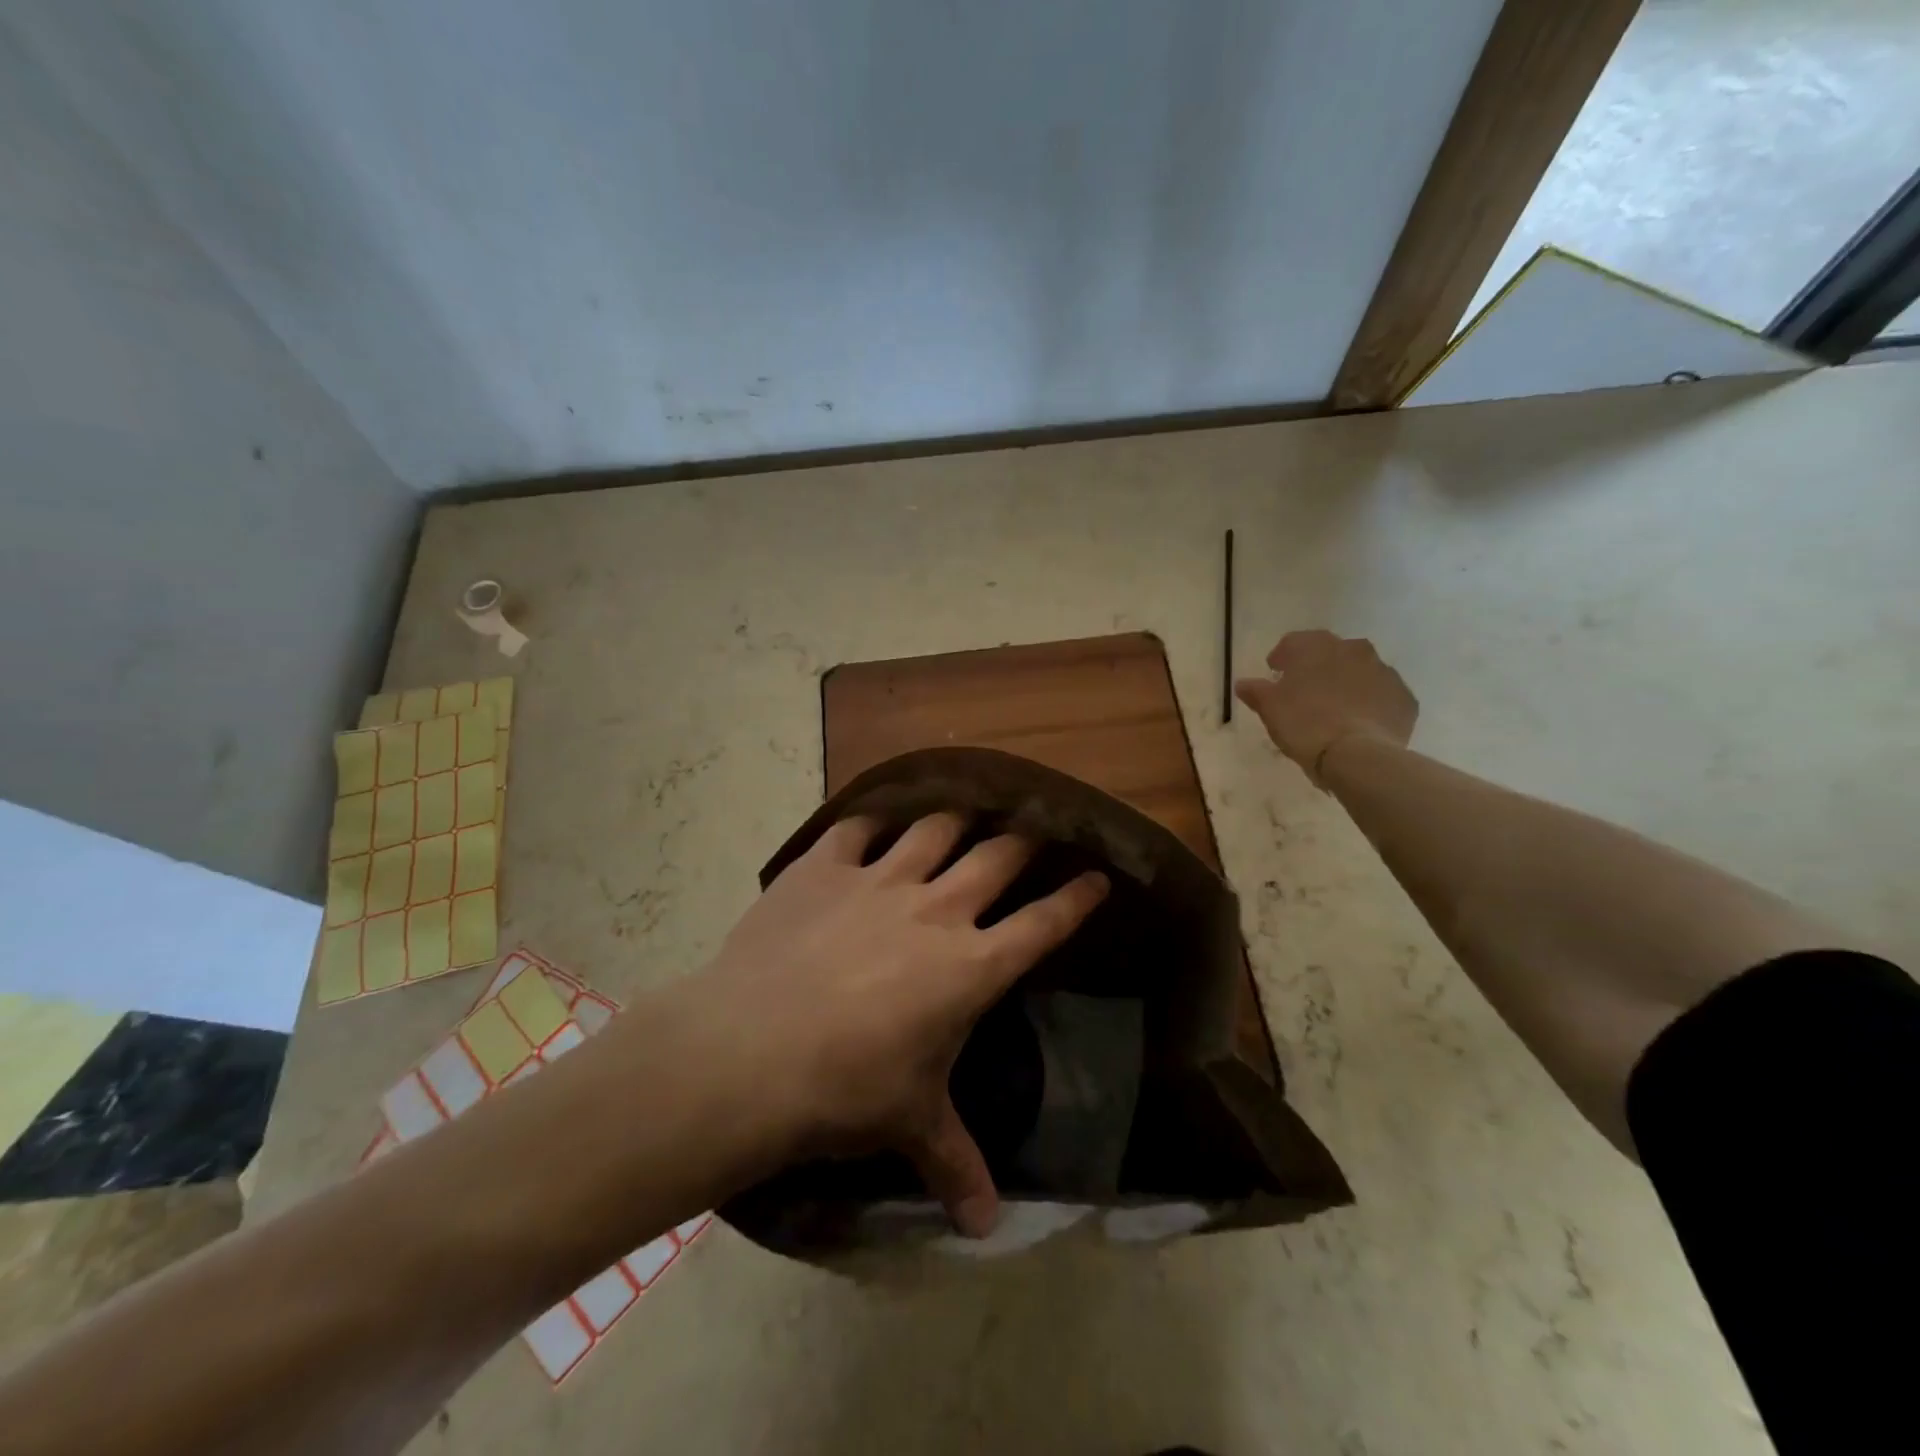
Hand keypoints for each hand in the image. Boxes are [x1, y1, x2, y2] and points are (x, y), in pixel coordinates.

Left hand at [698, 813, 1107, 1235]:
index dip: (1076, 899)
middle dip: (1025, 842)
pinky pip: (855, 829)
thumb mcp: (911, 1123)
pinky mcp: (823, 868)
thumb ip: (955, 1164)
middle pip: (999, 857)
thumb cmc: (847, 1090)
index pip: (1044, 924)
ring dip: (955, 820)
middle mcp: (936, 908)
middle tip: (1035, 832)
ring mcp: (879, 879)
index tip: (1098, 877)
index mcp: (971, 966)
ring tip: (964, 816)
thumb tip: (986, 1229)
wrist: (751, 1051)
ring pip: (934, 829)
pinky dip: (868, 824)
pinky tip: (871, 825)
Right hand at [1235, 630, 1417, 783]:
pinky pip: (1382, 695)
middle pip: (1331, 653)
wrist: (1358, 755)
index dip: (1283, 657)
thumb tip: (1243, 683)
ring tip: (1334, 710)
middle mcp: (1354, 650)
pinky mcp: (1404, 698)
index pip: (1295, 642)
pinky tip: (1359, 723)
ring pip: (1360, 672)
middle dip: (1318, 668)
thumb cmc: (1304, 724)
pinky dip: (1370, 704)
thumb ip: (1256, 691)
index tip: (1275, 674)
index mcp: (1317, 647)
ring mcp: (1385, 672)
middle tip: (1305, 691)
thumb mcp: (1270, 708)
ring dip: (1347, 684)